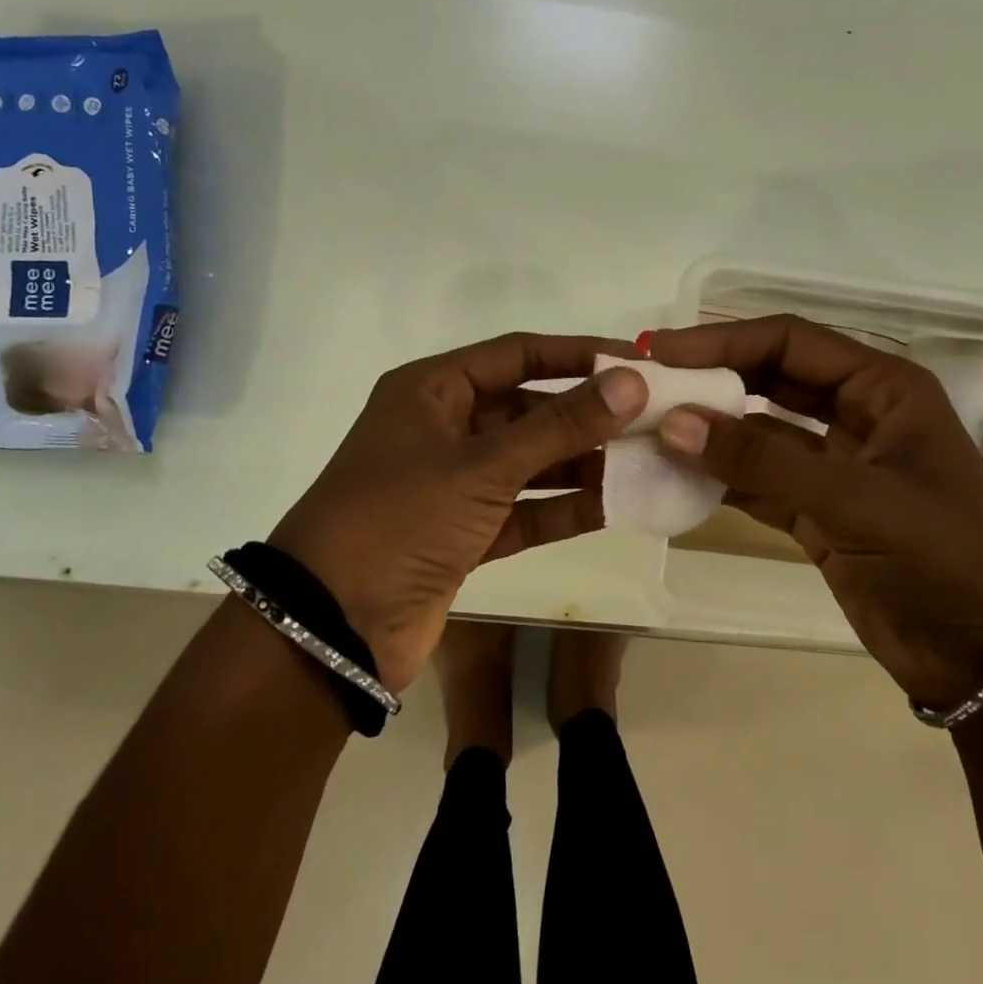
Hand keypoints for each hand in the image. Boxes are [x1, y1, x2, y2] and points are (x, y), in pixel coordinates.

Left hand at [269, 333, 648, 691]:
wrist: (330, 629)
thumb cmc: (399, 520)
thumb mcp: (483, 466)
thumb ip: (559, 425)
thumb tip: (630, 383)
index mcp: (432, 391)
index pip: (517, 354)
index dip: (577, 355)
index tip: (635, 362)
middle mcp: (443, 429)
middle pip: (528, 409)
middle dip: (586, 415)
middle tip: (652, 419)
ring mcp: (452, 485)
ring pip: (529, 462)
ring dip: (581, 463)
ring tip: (645, 462)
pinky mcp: (463, 535)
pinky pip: (523, 511)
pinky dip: (562, 510)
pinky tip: (614, 507)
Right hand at [644, 315, 982, 708]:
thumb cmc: (944, 556)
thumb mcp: (857, 500)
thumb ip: (762, 461)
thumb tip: (673, 423)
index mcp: (881, 388)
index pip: (789, 342)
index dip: (723, 340)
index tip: (661, 350)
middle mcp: (856, 415)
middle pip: (769, 379)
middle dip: (711, 379)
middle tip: (646, 385)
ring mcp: (834, 466)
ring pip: (758, 432)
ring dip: (709, 432)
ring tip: (647, 430)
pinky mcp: (817, 512)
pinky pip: (757, 481)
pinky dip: (719, 479)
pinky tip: (676, 479)